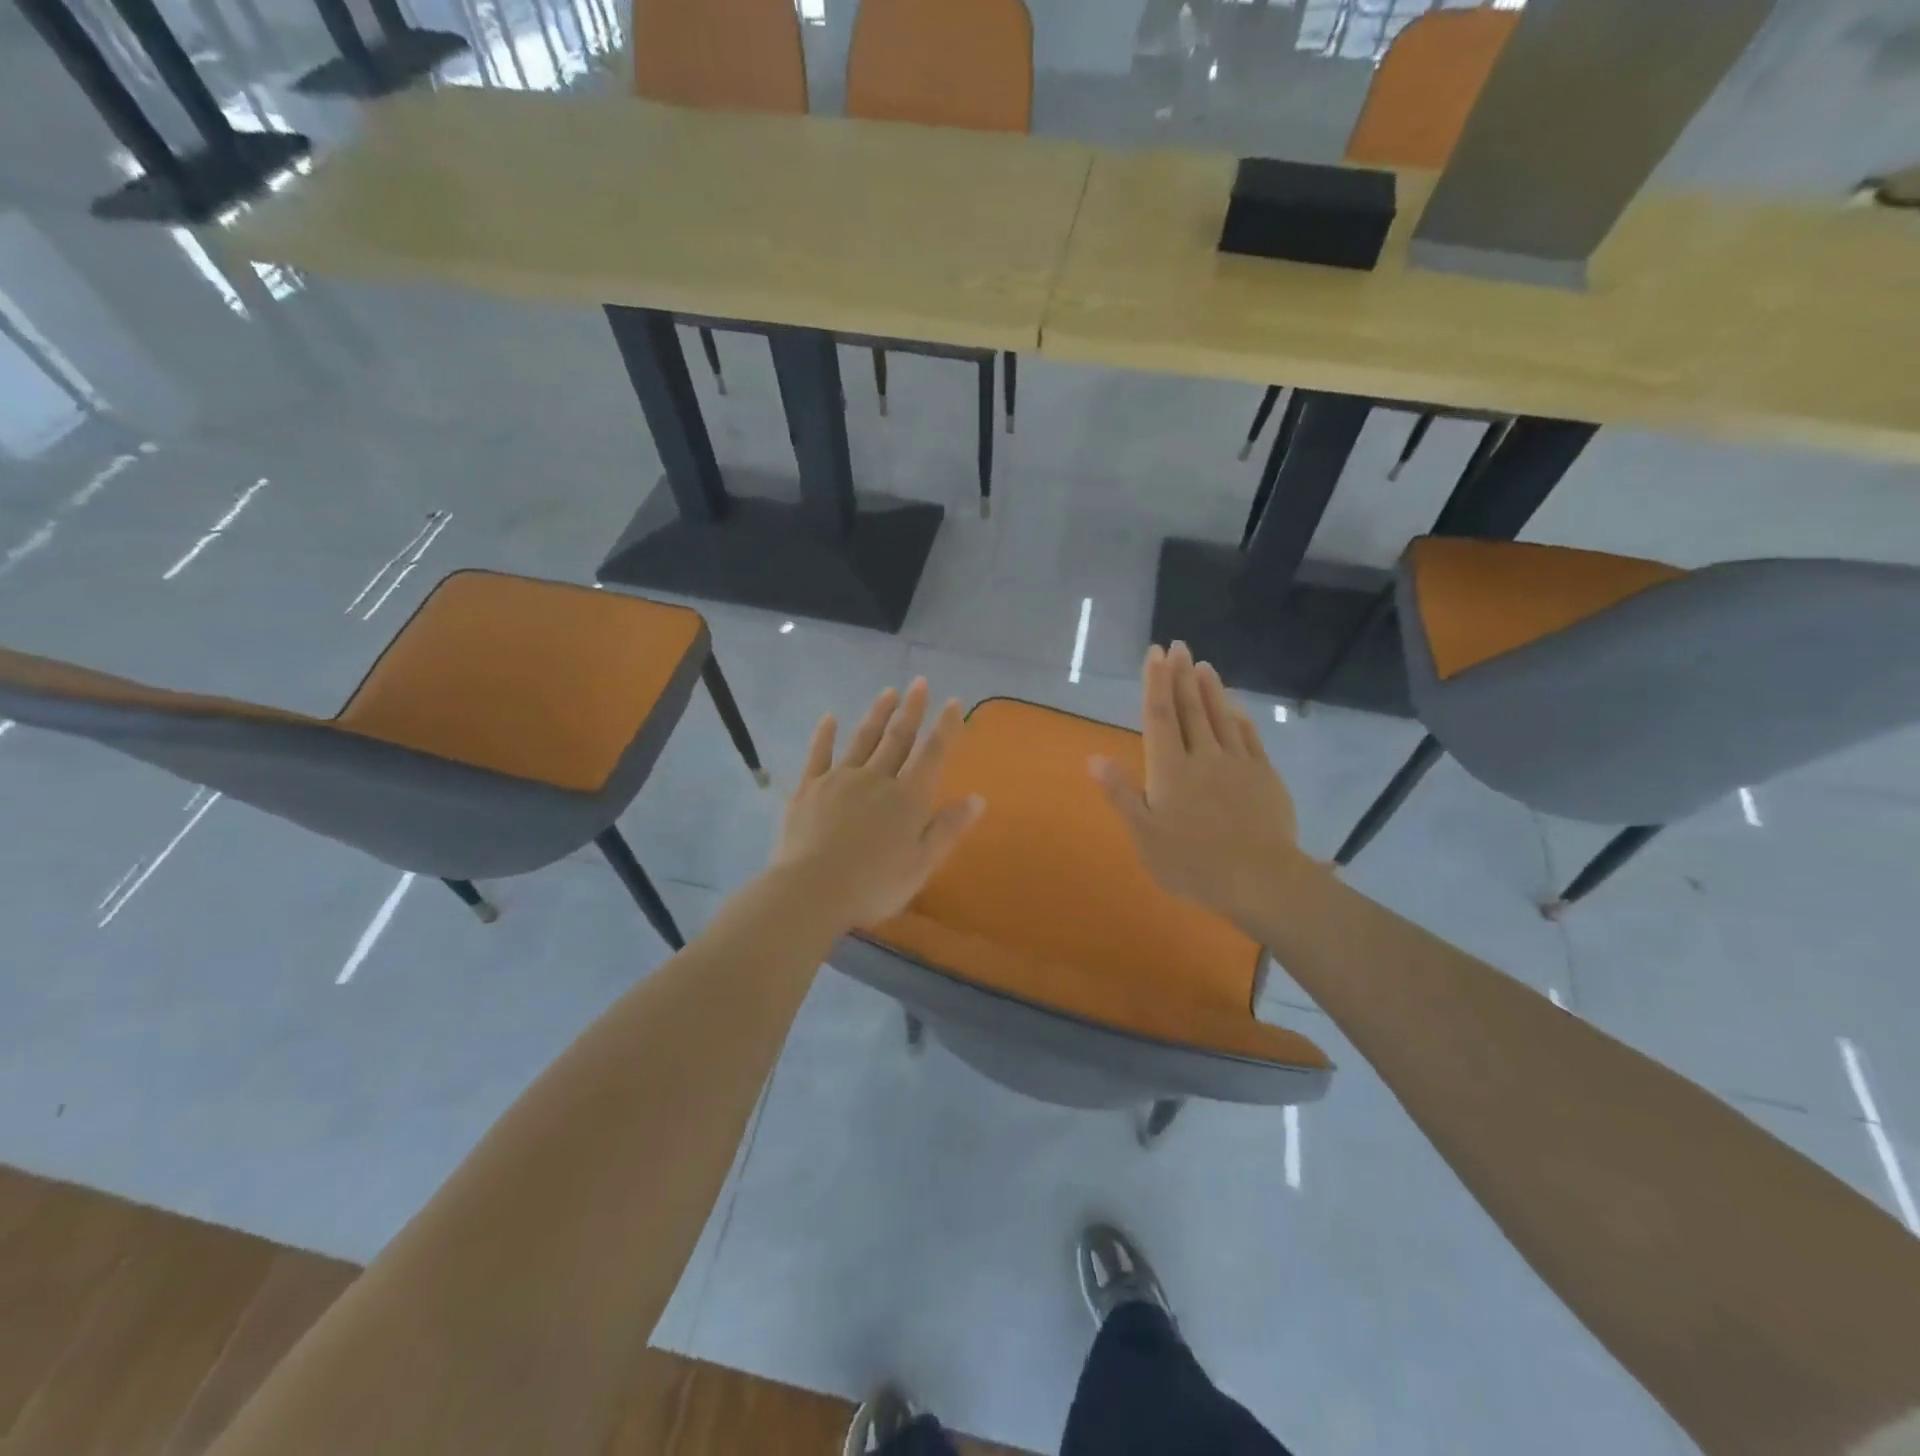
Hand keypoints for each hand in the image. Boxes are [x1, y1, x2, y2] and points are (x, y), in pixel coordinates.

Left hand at [772, 678, 985, 929]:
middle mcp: (877, 779)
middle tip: (919, 682)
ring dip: (877, 715)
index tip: (953, 702)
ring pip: (863, 739)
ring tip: (888, 692)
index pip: (932, 754)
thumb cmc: (874, 885)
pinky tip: (830, 718)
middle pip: (898, 738)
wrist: (812, 890)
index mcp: (908, 798)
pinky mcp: (809, 788)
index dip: (945, 727)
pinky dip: (825, 735)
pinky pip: (819, 754)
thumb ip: (948, 828)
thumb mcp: (921, 864)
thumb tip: (978, 798)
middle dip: (911, 710)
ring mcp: (840, 779)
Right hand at [1090, 643, 1300, 930]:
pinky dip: (1240, 719)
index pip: (1160, 716)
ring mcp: (1238, 764)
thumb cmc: (1192, 862)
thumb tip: (1094, 758)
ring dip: (1211, 689)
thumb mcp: (1144, 835)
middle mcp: (1202, 757)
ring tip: (1204, 665)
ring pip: (1221, 717)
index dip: (1156, 683)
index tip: (1155, 653)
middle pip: (1190, 708)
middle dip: (1182, 675)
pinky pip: (1250, 739)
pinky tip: (1237, 709)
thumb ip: (1121, 793)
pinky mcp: (1264, 777)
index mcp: (1169, 769)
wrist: (1259, 879)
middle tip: (1179, 645)